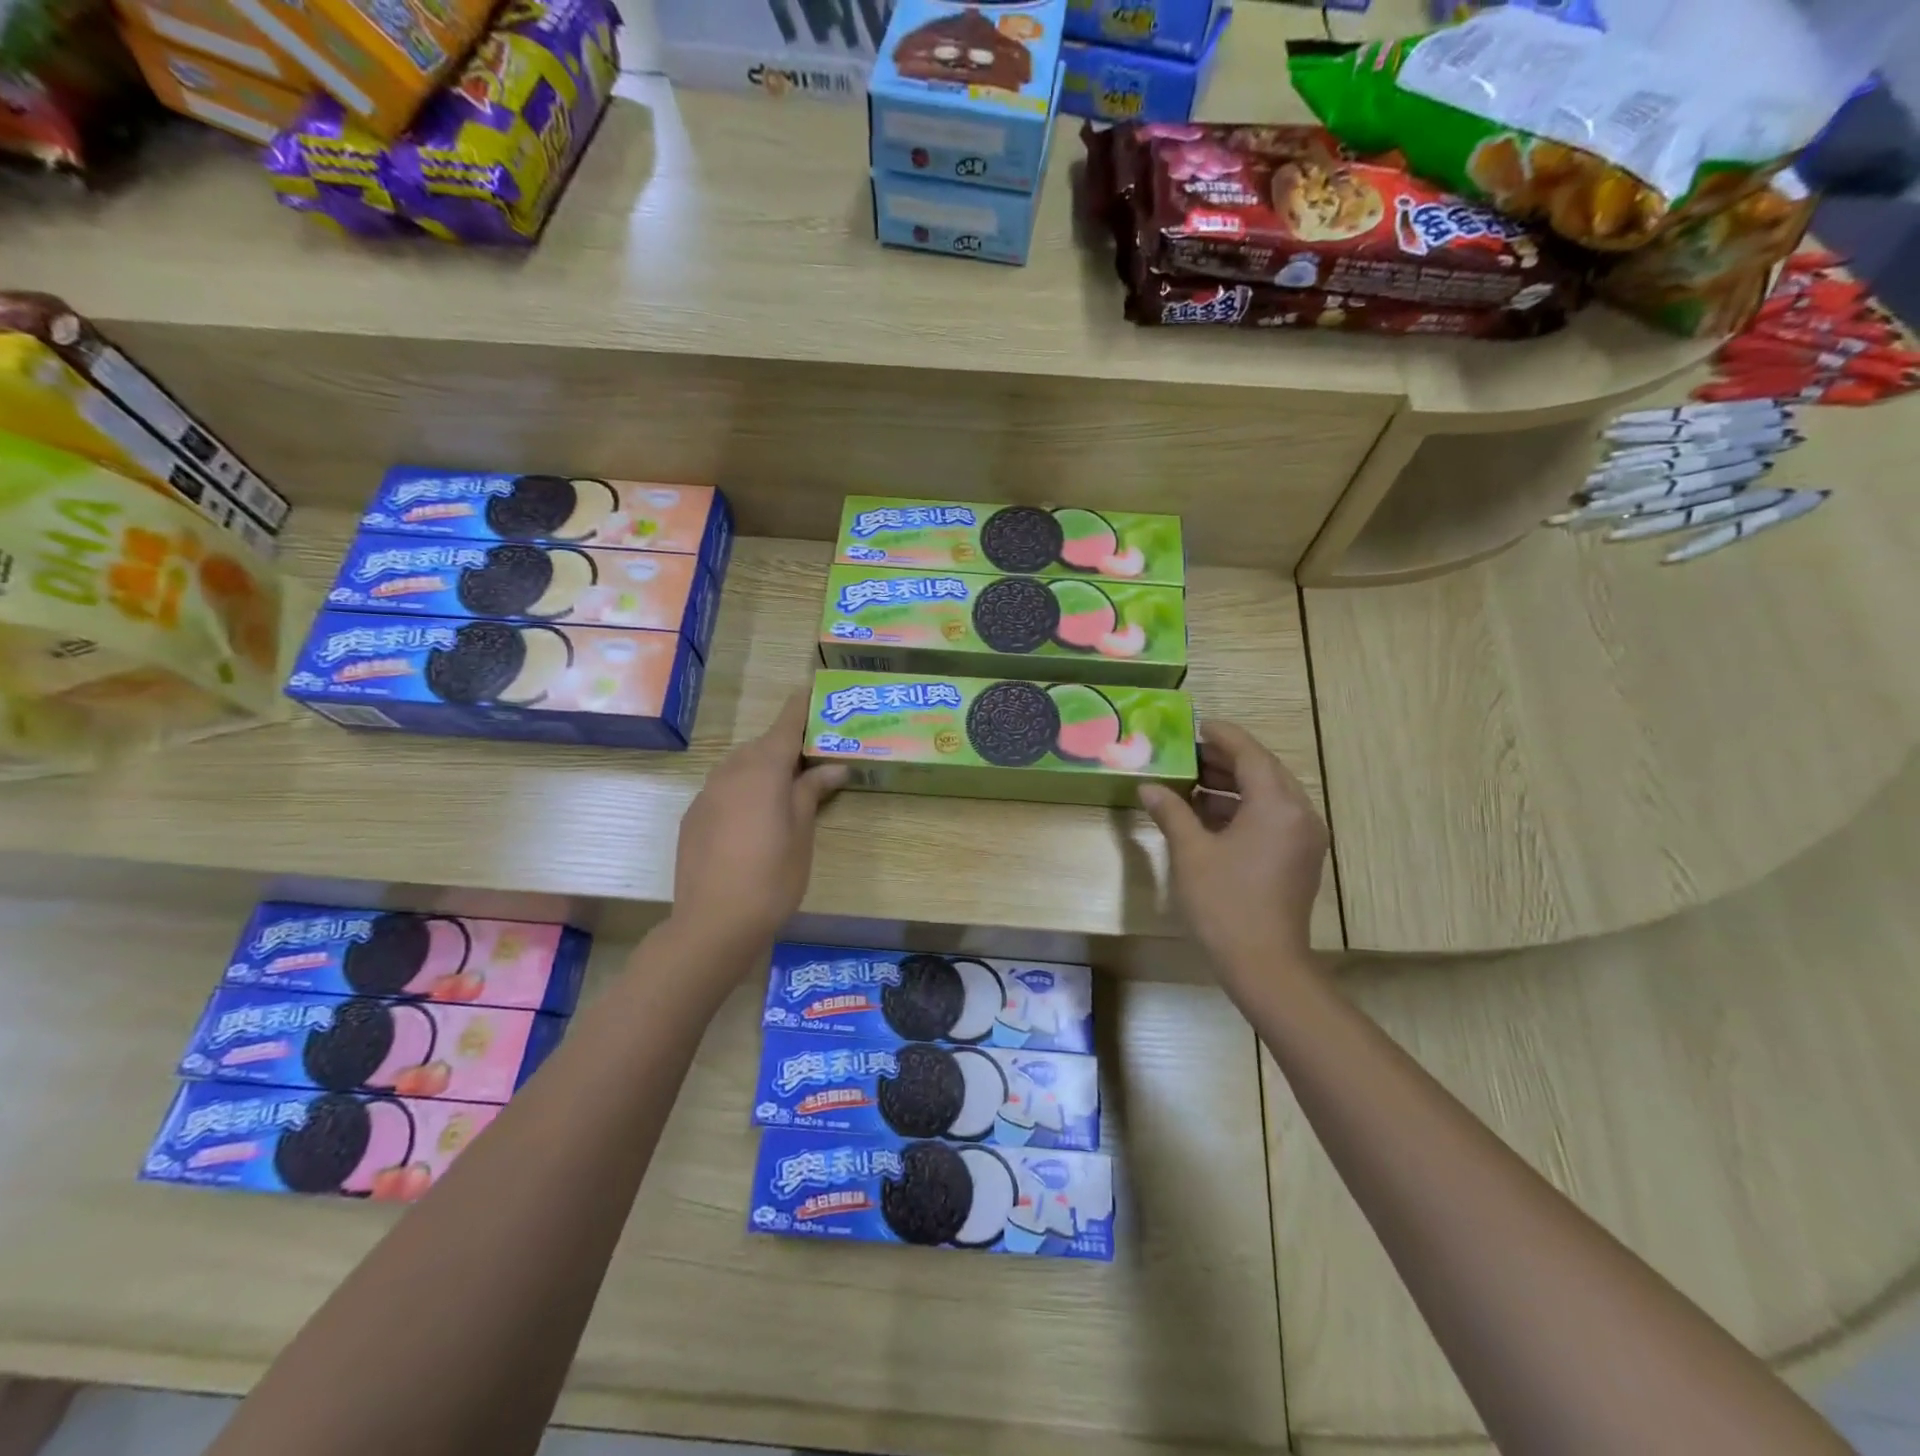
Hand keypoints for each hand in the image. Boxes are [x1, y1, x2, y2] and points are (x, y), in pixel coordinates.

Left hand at [673, 691, 846, 954]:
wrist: (713, 922)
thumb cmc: (771, 876)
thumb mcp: (802, 833)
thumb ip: (811, 792)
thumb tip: (833, 766)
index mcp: (763, 770)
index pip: (785, 726)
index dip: (800, 708)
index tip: (811, 689)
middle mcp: (730, 772)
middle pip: (762, 746)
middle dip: (785, 744)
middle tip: (813, 755)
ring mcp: (707, 794)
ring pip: (740, 766)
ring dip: (763, 766)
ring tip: (787, 786)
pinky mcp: (694, 817)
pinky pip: (724, 788)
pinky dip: (743, 788)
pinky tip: (755, 815)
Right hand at [1139, 719, 1328, 985]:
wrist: (1264, 964)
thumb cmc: (1224, 903)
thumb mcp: (1191, 852)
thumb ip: (1171, 811)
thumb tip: (1149, 788)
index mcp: (1276, 804)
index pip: (1249, 753)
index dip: (1221, 736)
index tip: (1195, 725)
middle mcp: (1299, 813)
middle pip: (1262, 771)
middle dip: (1224, 760)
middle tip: (1186, 753)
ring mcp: (1304, 837)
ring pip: (1268, 795)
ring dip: (1232, 785)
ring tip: (1191, 781)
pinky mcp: (1300, 857)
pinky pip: (1272, 817)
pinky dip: (1243, 808)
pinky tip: (1208, 814)